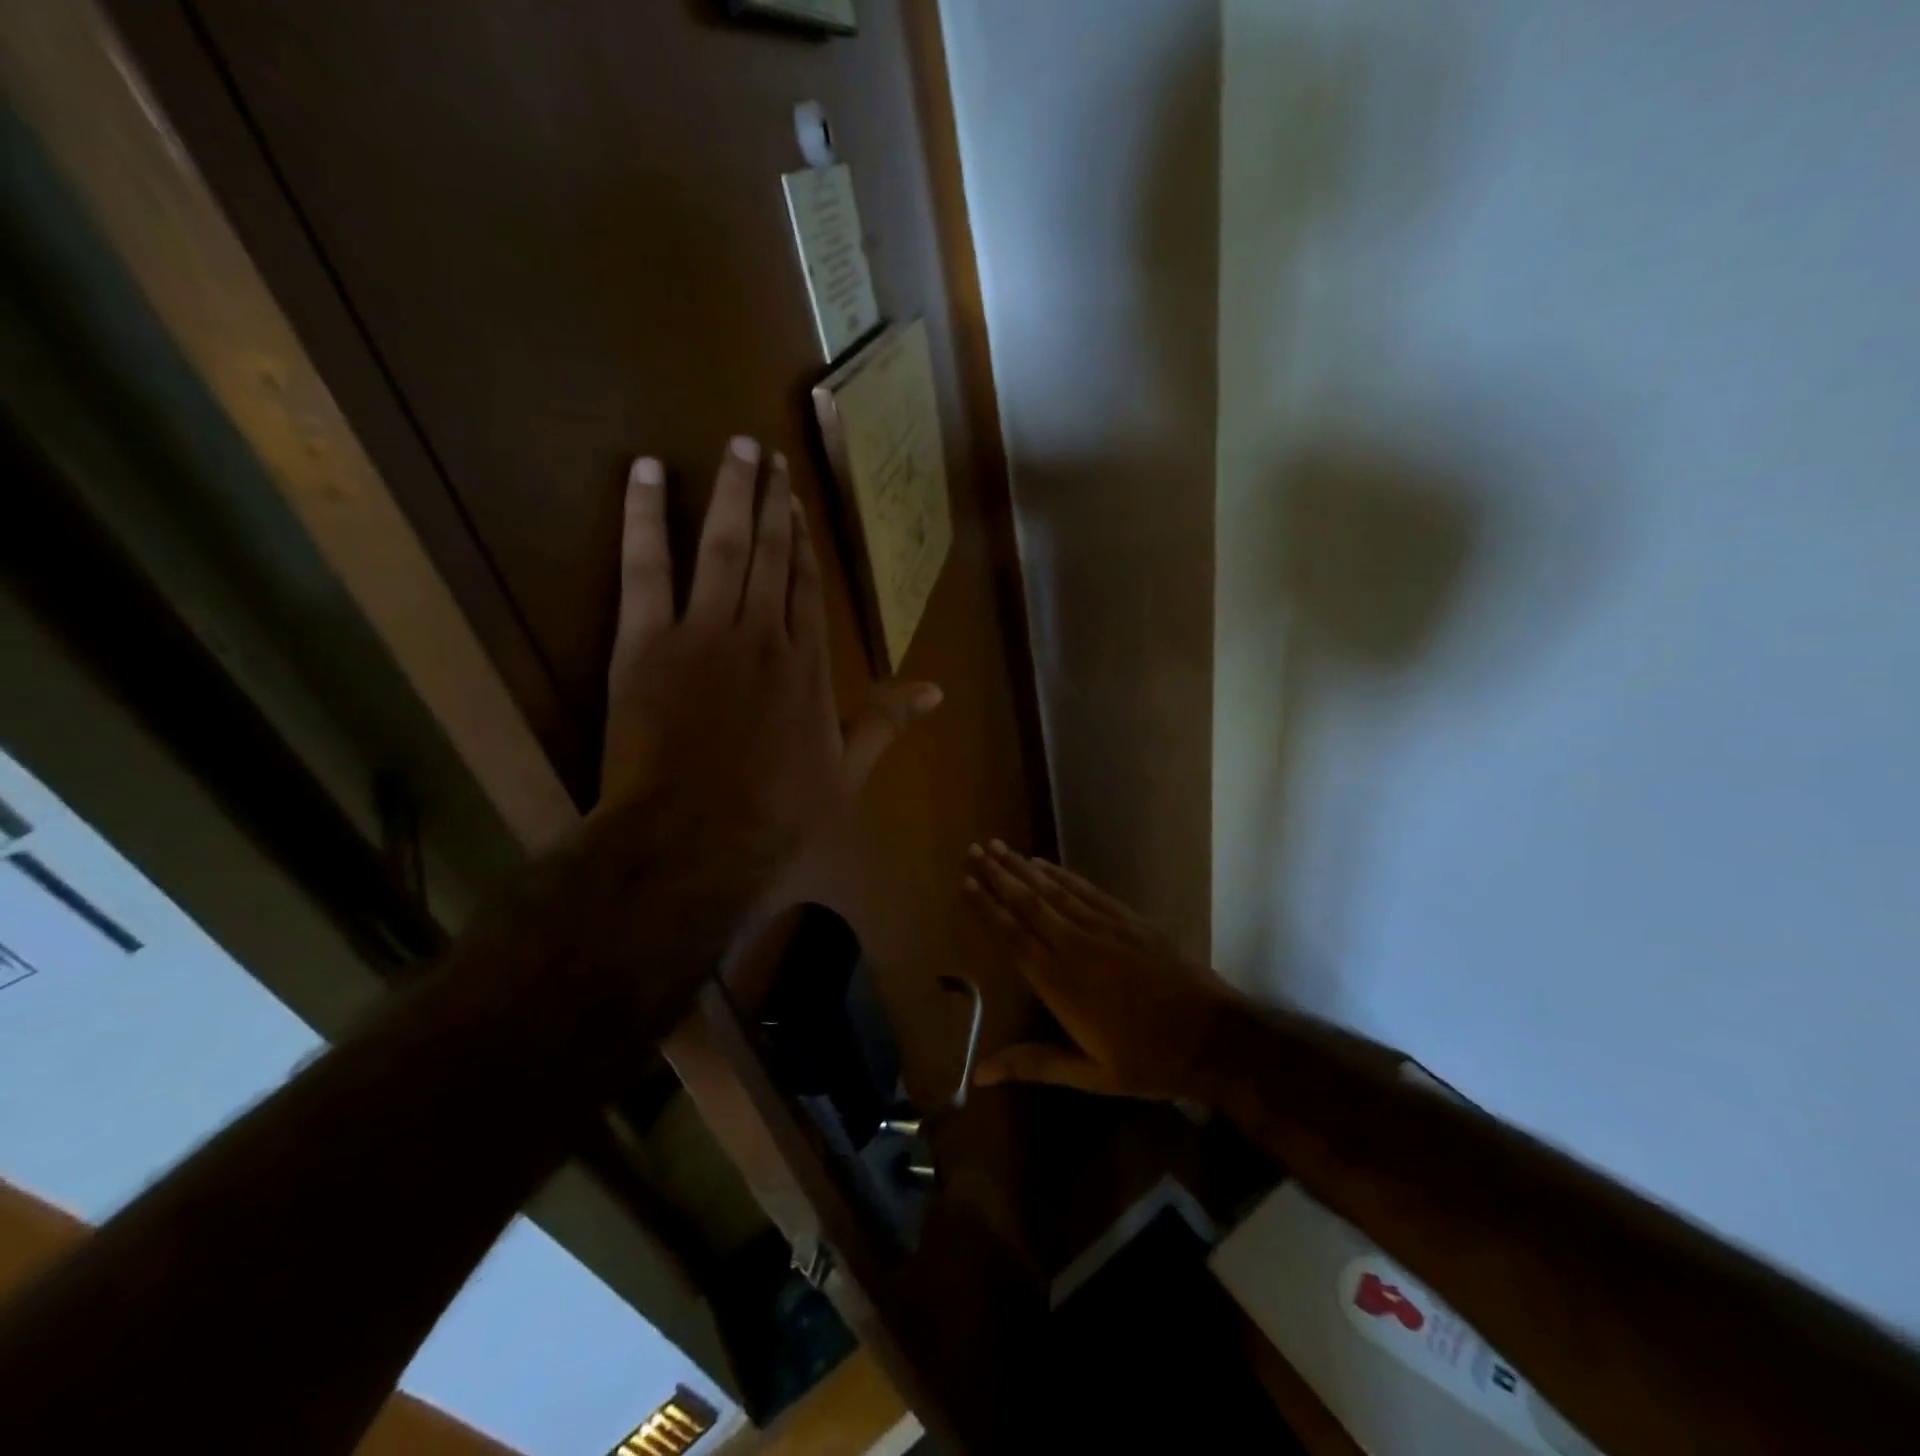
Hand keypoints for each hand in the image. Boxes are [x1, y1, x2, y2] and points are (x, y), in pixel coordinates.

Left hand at [596, 436, 939, 915]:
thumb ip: (886, 723)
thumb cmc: (775, 814)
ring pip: (726, 547)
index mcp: (809, 665)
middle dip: (773, 503)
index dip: (804, 544)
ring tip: (737, 448)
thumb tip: (936, 691)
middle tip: (768, 455)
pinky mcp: (647, 642)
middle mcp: (765, 634)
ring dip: (733, 494)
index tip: (798, 507)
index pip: (808, 589)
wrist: (695, 841)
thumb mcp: (846, 773)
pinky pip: (647, 567)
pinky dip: (646, 517)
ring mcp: (706, 632)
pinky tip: (646, 470)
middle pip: (773, 556)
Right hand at [964, 842, 1238, 1100]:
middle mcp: (1076, 946)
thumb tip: (979, 1074)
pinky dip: (1062, 874)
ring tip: (999, 846)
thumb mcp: (1090, 1075)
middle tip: (974, 849)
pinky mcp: (1129, 920)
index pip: (1013, 937)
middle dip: (999, 875)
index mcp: (1060, 982)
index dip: (987, 908)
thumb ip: (1034, 1064)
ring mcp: (1105, 928)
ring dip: (1023, 868)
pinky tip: (1045, 863)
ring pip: (1054, 891)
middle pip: (1029, 904)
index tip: (965, 882)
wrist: (1214, 1036)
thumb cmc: (1148, 1061)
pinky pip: (1087, 890)